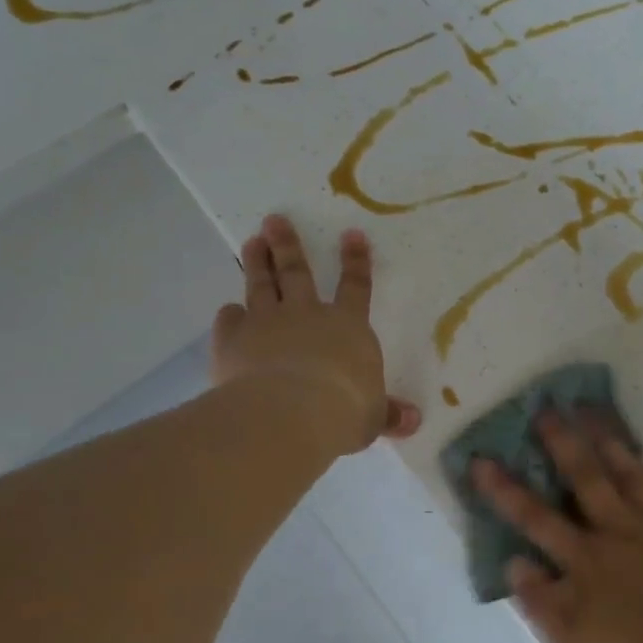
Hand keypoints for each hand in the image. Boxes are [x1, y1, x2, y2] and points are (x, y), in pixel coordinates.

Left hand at [211, 215, 421, 454]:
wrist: (290, 412)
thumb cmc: (343, 411)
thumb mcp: (371, 417)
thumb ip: (387, 415)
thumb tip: (414, 422)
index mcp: (348, 326)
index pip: (356, 287)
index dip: (355, 261)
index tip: (351, 234)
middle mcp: (307, 314)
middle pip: (297, 273)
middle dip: (288, 245)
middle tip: (274, 220)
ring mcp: (268, 322)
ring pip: (262, 285)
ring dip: (258, 262)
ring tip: (253, 242)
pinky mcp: (235, 339)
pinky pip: (230, 321)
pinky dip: (229, 316)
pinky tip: (227, 312)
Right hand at [473, 409, 642, 642]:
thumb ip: (542, 605)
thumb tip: (515, 562)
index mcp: (584, 563)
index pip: (534, 519)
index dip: (504, 489)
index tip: (482, 460)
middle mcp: (614, 534)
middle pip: (581, 478)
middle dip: (559, 442)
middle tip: (543, 408)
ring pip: (623, 472)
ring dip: (602, 439)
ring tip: (587, 409)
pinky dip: (641, 464)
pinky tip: (633, 451)